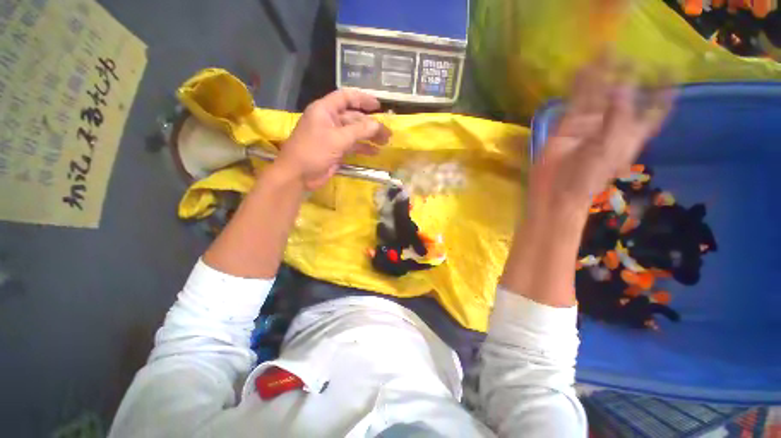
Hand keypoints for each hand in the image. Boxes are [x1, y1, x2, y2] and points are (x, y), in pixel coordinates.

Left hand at [274, 89, 391, 189]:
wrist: (298, 175)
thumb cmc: (313, 152)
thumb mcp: (337, 139)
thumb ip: (359, 131)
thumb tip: (378, 124)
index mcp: (325, 110)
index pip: (346, 97)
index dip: (362, 99)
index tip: (378, 106)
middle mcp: (329, 121)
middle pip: (354, 118)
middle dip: (371, 124)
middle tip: (387, 133)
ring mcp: (333, 137)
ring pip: (355, 133)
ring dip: (369, 137)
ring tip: (385, 142)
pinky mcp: (335, 150)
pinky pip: (352, 146)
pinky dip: (363, 148)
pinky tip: (375, 152)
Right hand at [530, 58, 673, 215]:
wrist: (557, 190)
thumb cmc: (589, 178)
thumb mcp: (610, 149)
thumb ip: (617, 117)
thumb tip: (621, 86)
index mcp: (631, 134)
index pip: (654, 110)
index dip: (663, 92)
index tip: (669, 69)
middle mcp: (613, 124)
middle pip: (625, 95)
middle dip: (629, 75)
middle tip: (629, 57)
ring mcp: (589, 124)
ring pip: (598, 94)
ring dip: (601, 75)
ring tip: (605, 52)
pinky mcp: (567, 125)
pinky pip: (574, 102)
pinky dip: (577, 87)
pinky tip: (581, 71)